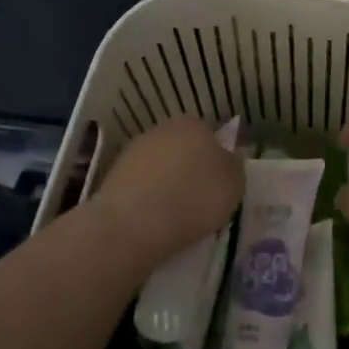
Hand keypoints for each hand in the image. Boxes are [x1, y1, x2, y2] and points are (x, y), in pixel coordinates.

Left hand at [93, 116, 243, 267]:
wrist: (133, 224)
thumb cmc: (193, 199)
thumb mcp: (234, 185)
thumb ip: (234, 167)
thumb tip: (228, 160)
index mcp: (194, 124)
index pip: (210, 135)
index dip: (217, 160)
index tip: (218, 185)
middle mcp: (163, 128)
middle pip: (184, 148)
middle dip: (190, 169)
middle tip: (199, 199)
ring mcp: (135, 150)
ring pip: (161, 166)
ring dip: (167, 183)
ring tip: (175, 215)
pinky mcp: (114, 175)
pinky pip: (142, 185)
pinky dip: (148, 198)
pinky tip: (153, 219)